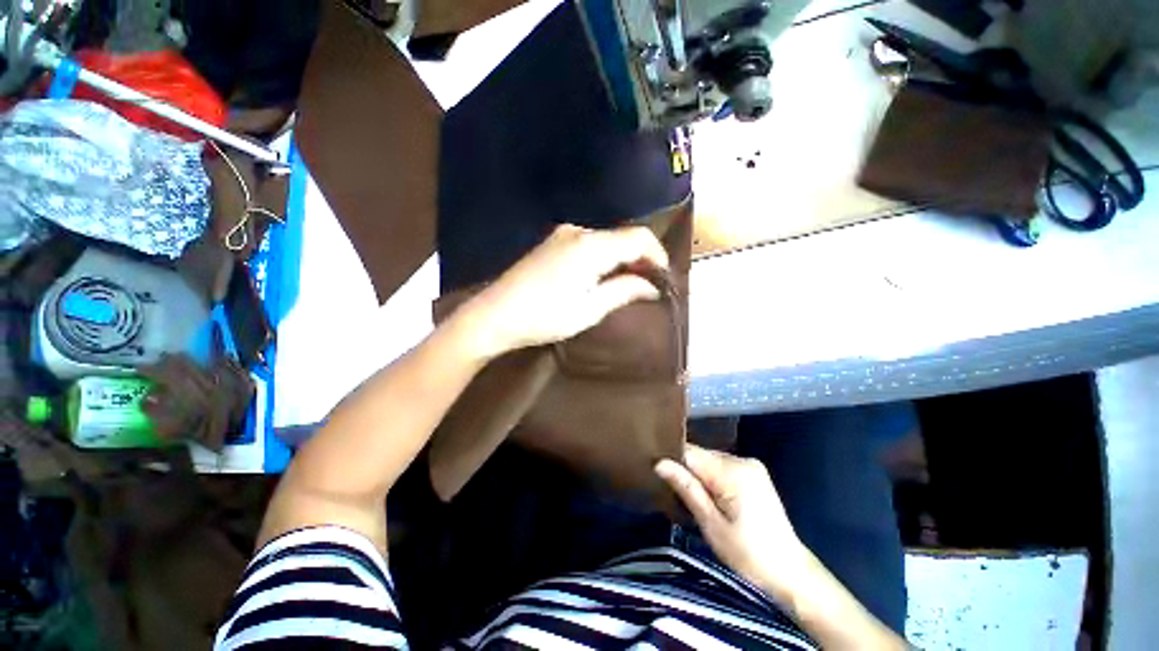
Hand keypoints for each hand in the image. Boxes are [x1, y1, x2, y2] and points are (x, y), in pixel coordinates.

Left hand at [464, 224, 668, 357]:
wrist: (495, 315)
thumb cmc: (544, 317)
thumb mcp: (589, 309)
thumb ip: (624, 291)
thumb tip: (652, 286)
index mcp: (591, 246)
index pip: (639, 238)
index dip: (658, 256)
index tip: (664, 279)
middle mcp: (578, 231)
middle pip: (622, 237)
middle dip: (641, 259)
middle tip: (649, 286)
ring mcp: (562, 234)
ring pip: (606, 241)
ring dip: (622, 259)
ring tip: (629, 285)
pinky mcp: (552, 243)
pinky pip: (589, 245)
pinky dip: (604, 258)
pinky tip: (603, 277)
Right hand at [656, 445, 811, 599]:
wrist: (790, 573)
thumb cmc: (748, 555)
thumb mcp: (711, 524)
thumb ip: (686, 488)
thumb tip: (659, 463)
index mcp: (733, 471)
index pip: (690, 452)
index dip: (672, 462)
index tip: (658, 475)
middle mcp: (742, 460)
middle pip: (701, 455)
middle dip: (686, 471)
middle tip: (675, 495)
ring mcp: (751, 465)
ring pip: (710, 461)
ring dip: (699, 476)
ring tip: (692, 499)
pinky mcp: (754, 474)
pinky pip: (722, 467)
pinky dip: (712, 479)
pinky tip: (710, 498)